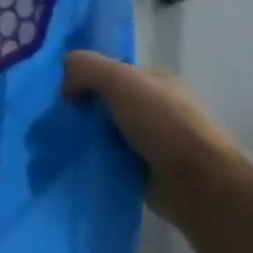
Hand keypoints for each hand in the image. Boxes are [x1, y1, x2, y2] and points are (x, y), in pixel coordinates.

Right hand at [63, 51, 241, 227]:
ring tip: (58, 141)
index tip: (59, 91)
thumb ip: (85, 67)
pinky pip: (108, 159)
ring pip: (103, 132)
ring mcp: (151, 141)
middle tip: (53, 117)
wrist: (198, 184)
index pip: (109, 71)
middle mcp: (154, 108)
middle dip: (80, 108)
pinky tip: (74, 160)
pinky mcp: (144, 171)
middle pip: (104, 102)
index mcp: (154, 81)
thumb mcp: (119, 79)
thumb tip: (64, 85)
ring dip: (84, 137)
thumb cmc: (162, 123)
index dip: (83, 76)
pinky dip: (93, 160)